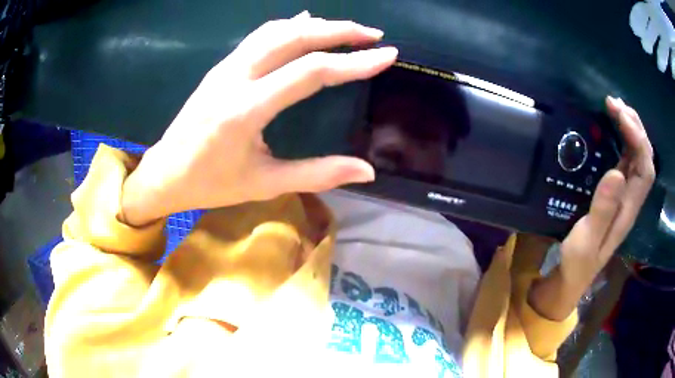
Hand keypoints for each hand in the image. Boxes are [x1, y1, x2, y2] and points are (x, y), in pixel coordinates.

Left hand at [120, 12, 397, 225]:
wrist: (165, 173)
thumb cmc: (210, 184)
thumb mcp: (264, 184)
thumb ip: (317, 174)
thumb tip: (367, 171)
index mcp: (246, 109)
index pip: (311, 72)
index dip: (353, 62)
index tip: (386, 54)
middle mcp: (236, 77)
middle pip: (295, 37)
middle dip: (339, 31)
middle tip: (372, 34)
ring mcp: (225, 67)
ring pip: (276, 30)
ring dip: (315, 25)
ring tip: (346, 29)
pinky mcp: (221, 67)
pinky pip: (259, 36)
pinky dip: (288, 26)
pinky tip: (305, 23)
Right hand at [529, 96, 654, 319]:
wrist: (574, 275)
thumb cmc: (579, 260)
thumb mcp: (588, 239)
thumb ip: (603, 210)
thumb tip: (617, 173)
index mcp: (628, 208)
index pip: (645, 168)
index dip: (638, 139)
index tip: (619, 116)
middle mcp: (632, 198)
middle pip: (645, 157)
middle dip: (635, 126)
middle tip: (614, 104)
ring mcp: (625, 194)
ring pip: (638, 156)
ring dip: (630, 129)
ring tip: (614, 108)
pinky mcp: (616, 191)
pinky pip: (628, 159)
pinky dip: (624, 139)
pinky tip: (614, 128)